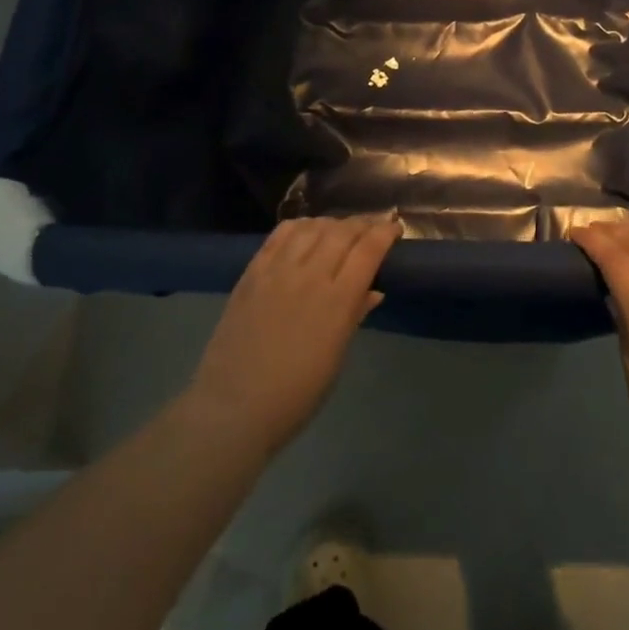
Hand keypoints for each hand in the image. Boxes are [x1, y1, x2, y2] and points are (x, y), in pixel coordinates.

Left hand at [185, 217, 399, 457]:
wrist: (234, 407)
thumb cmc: (296, 393)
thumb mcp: (336, 356)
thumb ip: (354, 315)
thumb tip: (373, 290)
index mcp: (337, 301)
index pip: (368, 249)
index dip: (384, 233)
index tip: (394, 229)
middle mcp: (310, 275)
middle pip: (342, 231)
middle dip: (363, 223)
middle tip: (373, 227)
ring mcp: (277, 270)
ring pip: (312, 227)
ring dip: (332, 223)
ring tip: (340, 229)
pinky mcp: (252, 271)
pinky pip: (280, 235)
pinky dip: (300, 226)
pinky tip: (306, 231)